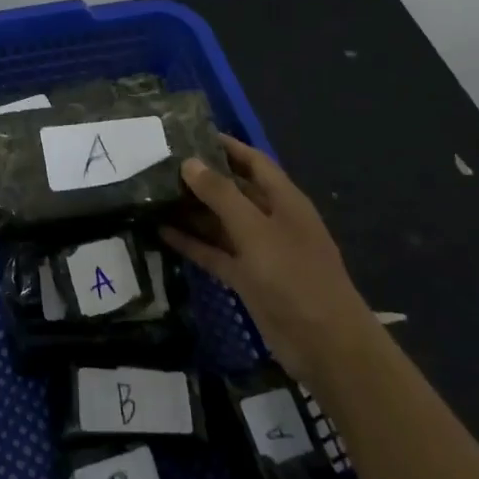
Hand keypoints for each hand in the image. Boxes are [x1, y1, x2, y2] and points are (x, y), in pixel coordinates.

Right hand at [162, 136, 371, 387]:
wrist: (324, 345)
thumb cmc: (294, 276)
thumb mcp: (255, 230)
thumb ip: (221, 195)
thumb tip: (190, 162)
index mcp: (284, 201)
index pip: (253, 162)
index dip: (227, 146)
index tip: (192, 133)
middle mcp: (271, 220)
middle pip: (234, 191)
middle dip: (203, 177)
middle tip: (161, 164)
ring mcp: (259, 251)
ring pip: (221, 222)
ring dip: (193, 211)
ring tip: (154, 195)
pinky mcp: (247, 279)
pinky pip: (215, 253)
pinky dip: (193, 243)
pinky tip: (162, 232)